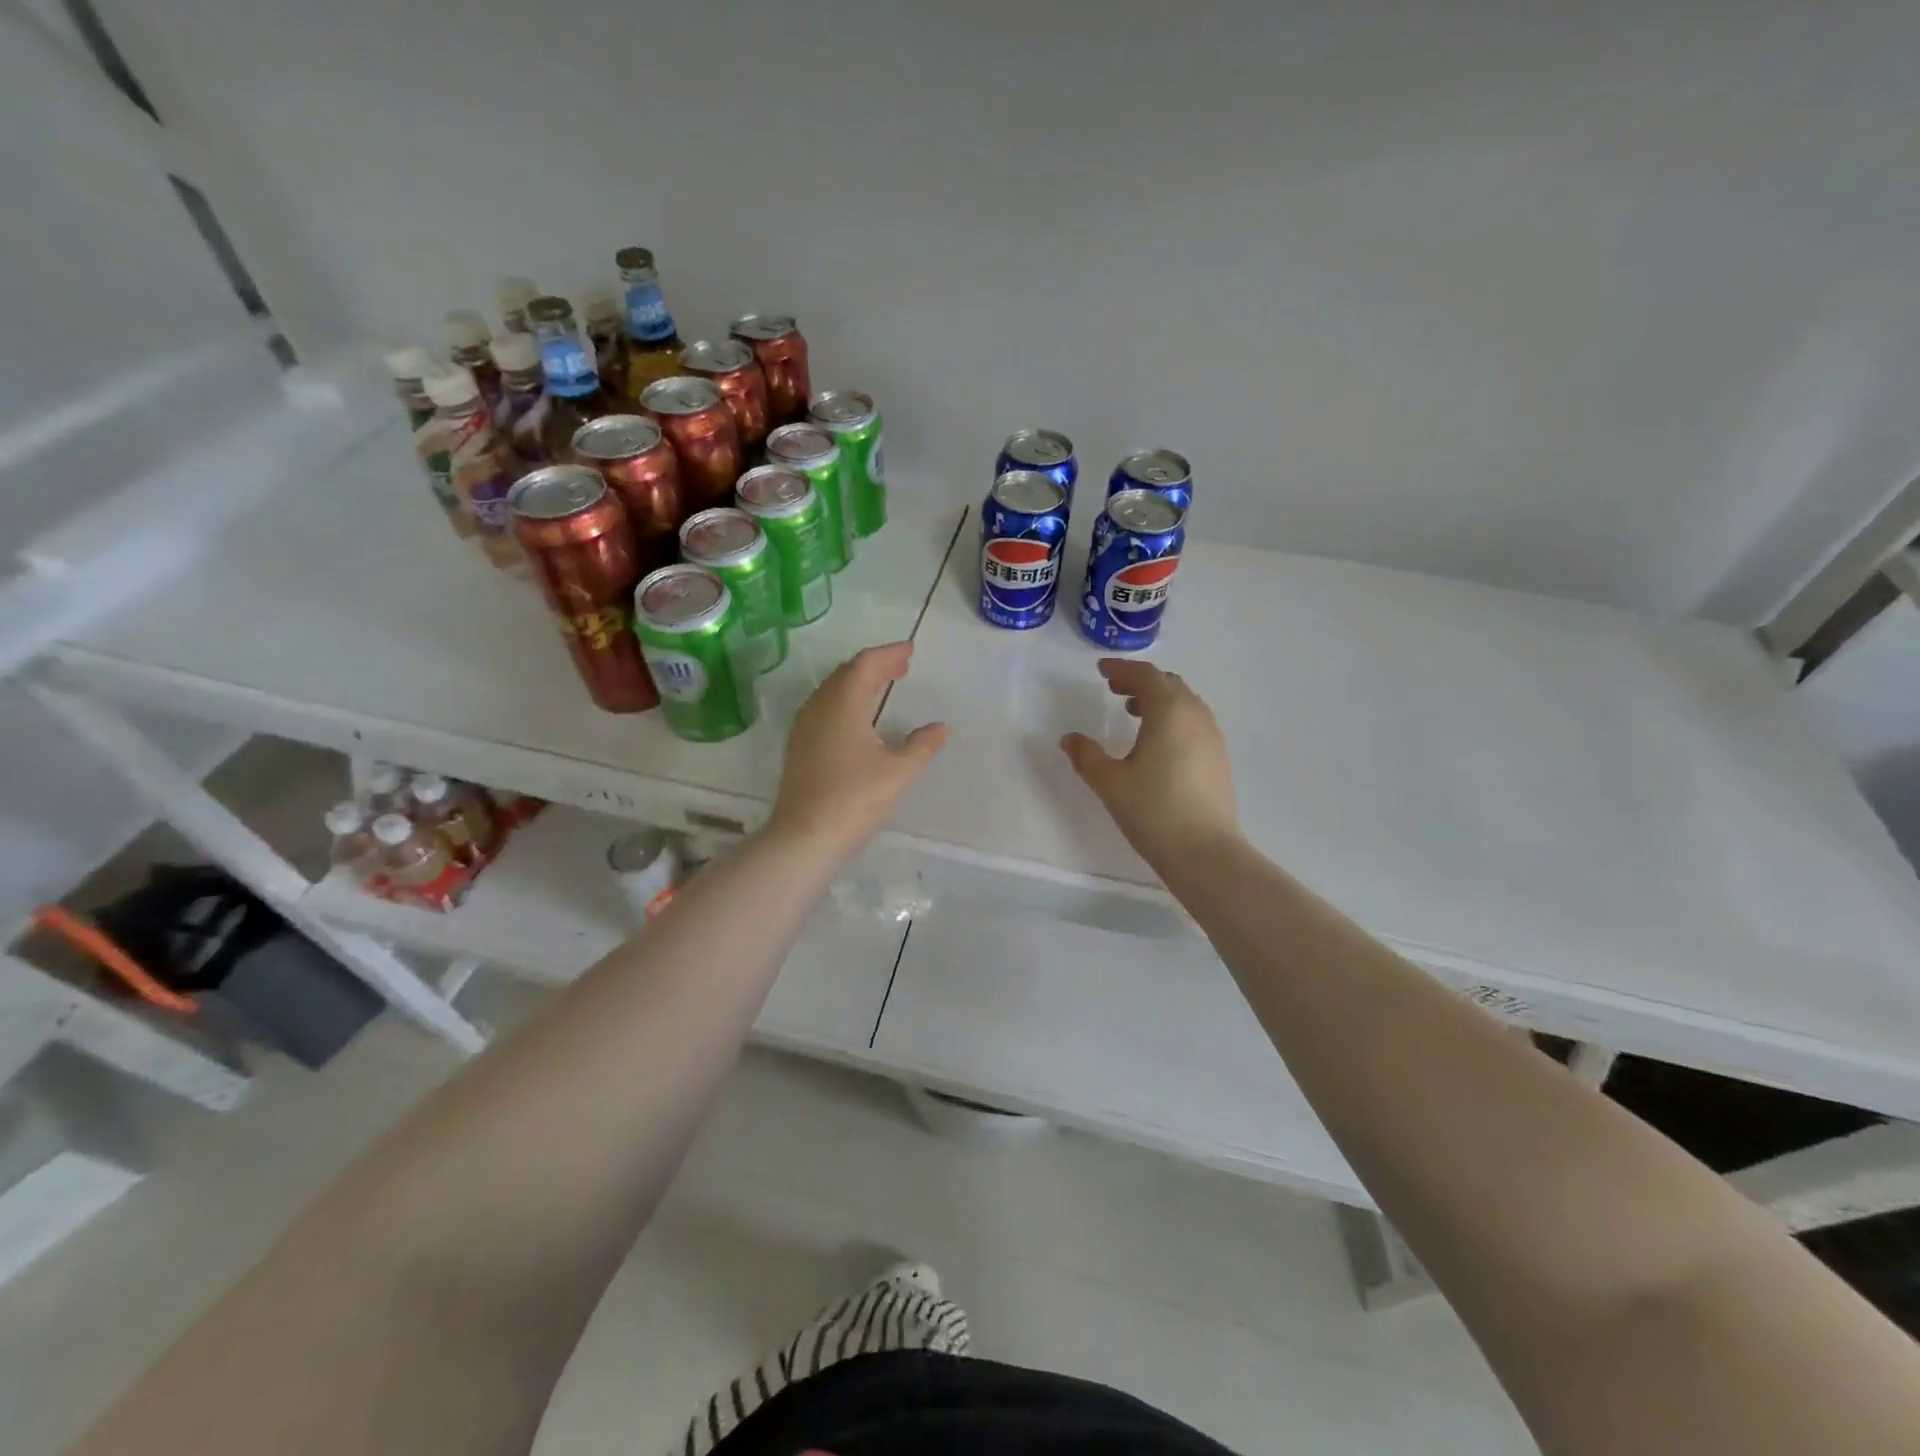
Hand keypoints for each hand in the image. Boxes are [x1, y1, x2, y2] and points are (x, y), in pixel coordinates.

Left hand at [769, 641, 946, 857]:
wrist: (804, 838)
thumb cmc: (854, 799)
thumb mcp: (898, 772)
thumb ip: (921, 746)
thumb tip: (939, 728)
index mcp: (843, 703)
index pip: (866, 664)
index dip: (889, 653)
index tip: (910, 650)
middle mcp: (819, 707)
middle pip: (847, 673)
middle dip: (875, 666)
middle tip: (901, 666)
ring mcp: (805, 727)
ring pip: (833, 691)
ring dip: (860, 683)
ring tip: (884, 686)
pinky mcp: (800, 747)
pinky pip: (825, 708)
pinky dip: (847, 701)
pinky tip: (860, 719)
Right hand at [1061, 659, 1238, 868]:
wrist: (1205, 852)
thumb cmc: (1153, 810)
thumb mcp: (1109, 782)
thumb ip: (1086, 756)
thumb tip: (1070, 739)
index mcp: (1169, 712)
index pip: (1145, 676)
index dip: (1121, 669)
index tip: (1101, 670)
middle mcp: (1195, 716)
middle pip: (1169, 684)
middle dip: (1141, 681)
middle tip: (1114, 688)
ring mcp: (1212, 737)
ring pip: (1185, 703)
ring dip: (1159, 699)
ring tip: (1133, 712)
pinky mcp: (1218, 758)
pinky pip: (1194, 722)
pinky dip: (1173, 718)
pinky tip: (1157, 742)